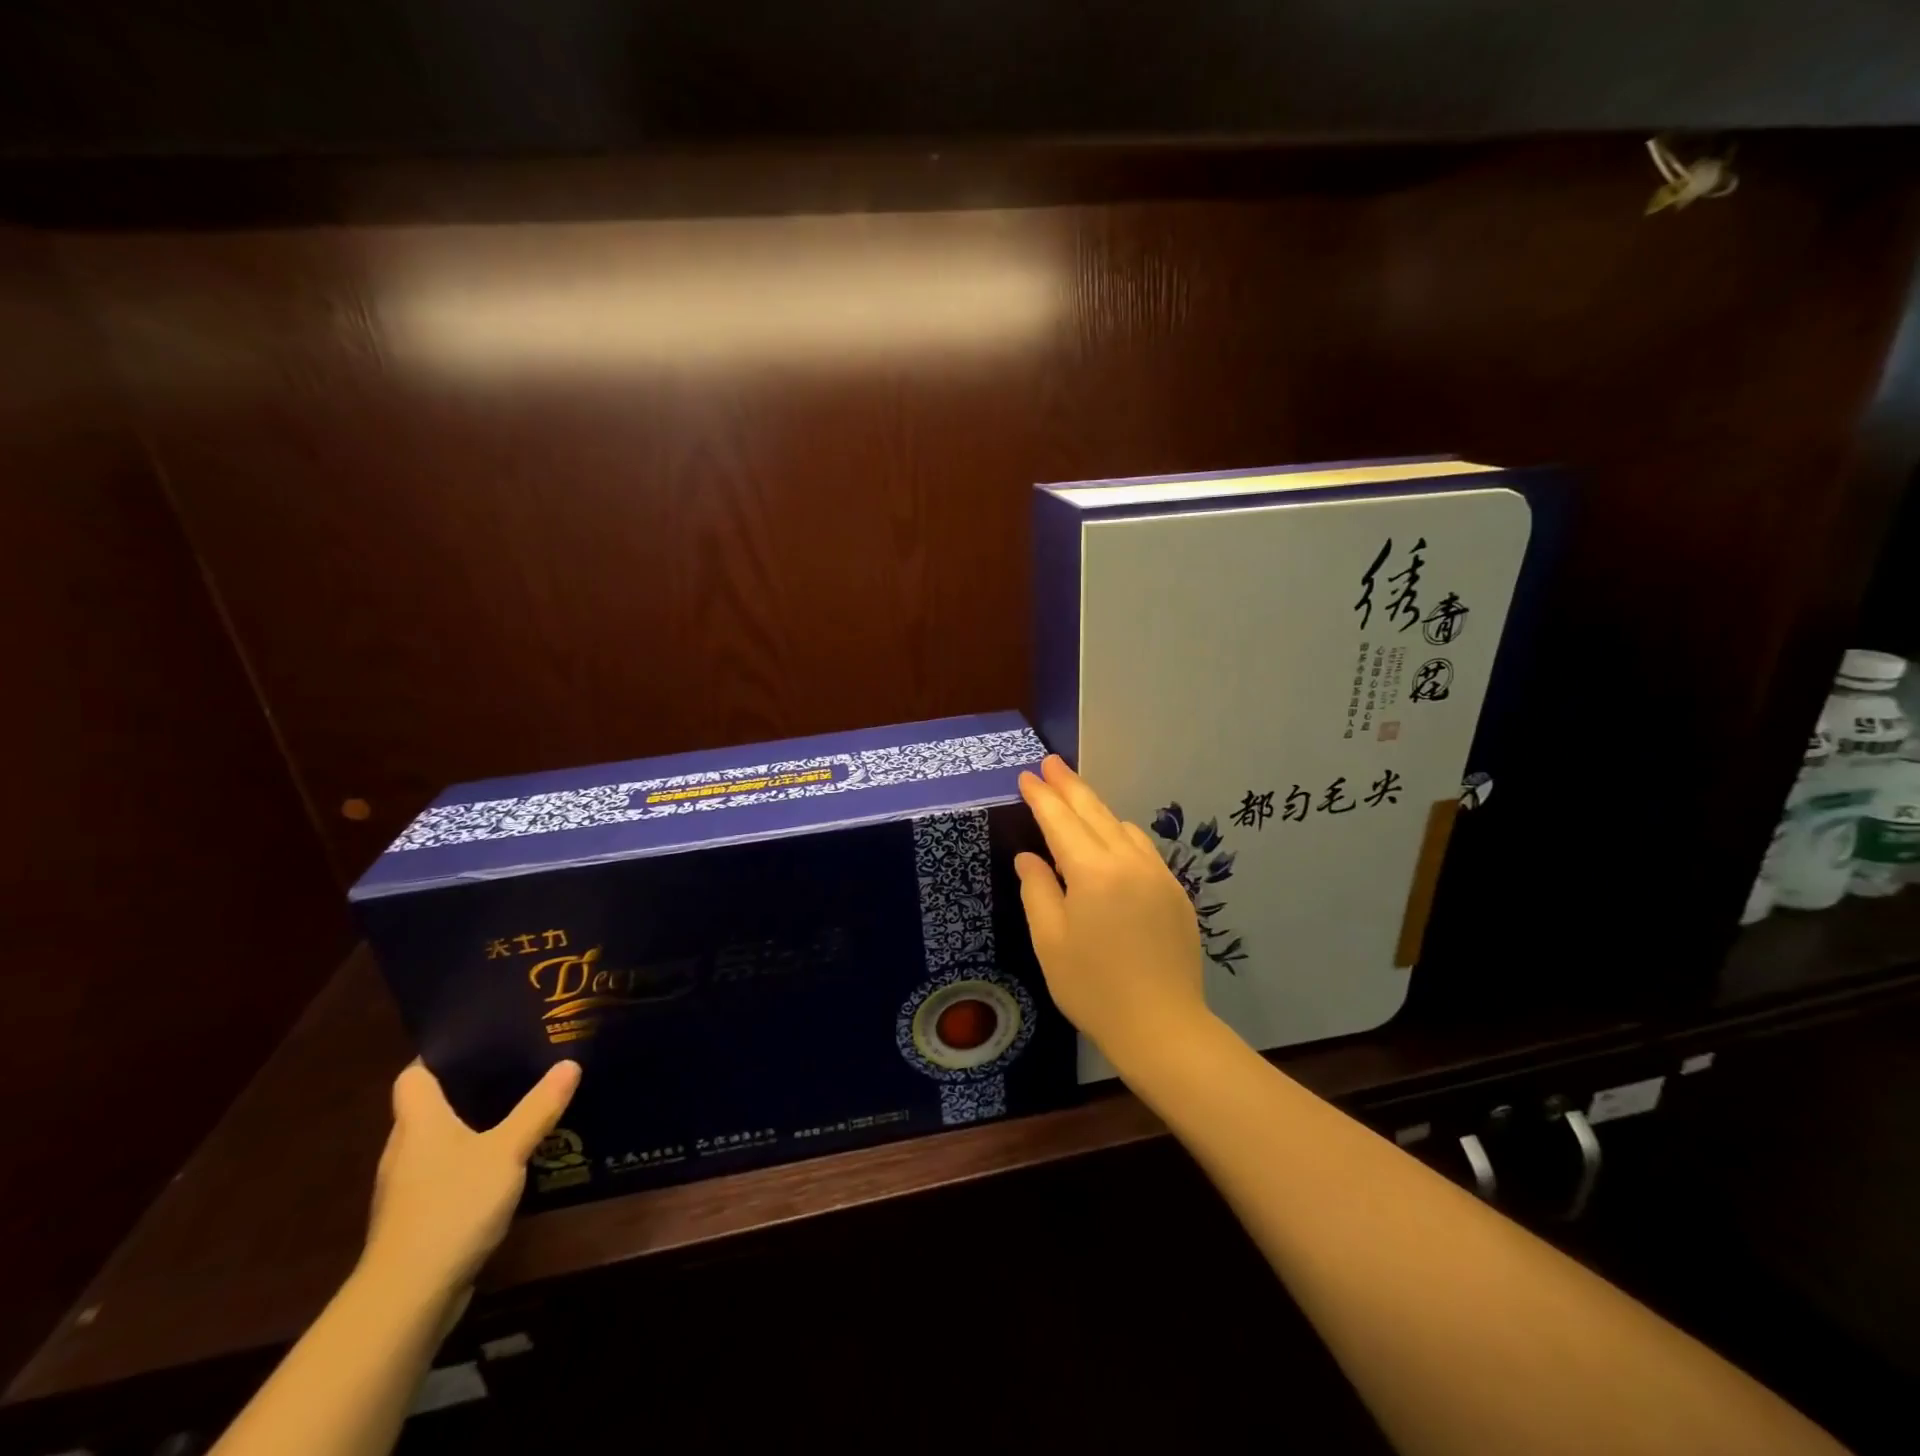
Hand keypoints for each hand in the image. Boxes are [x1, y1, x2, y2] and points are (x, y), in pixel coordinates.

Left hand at [362, 1059, 580, 1307]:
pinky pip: (446, 1171)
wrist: (407, 1297)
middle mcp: (405, 1148)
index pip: (414, 1074)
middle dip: (467, 1085)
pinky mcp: (419, 1216)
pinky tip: (505, 1160)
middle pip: (429, 1105)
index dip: (440, 1054)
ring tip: (518, 1105)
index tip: (479, 1036)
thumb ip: (538, 1108)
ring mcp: (408, 1186)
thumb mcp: (507, 1151)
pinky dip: (471, 1159)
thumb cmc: (452, 1206)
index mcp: (418, 1122)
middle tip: (515, 1063)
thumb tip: (569, 1063)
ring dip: (471, 1124)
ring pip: (439, 1140)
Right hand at [1014, 756, 1207, 1066]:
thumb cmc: (1093, 987)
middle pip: (1094, 812)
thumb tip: (1030, 858)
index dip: (1042, 796)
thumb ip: (1037, 890)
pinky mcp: (1175, 893)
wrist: (1162, 1026)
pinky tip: (1112, 841)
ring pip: (1122, 826)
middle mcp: (1128, 861)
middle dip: (1069, 786)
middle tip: (1051, 763)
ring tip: (1075, 801)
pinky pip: (1143, 849)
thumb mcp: (1050, 941)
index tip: (1027, 775)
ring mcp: (1158, 875)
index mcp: (1092, 871)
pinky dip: (1120, 834)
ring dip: (1096, 809)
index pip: (1060, 821)